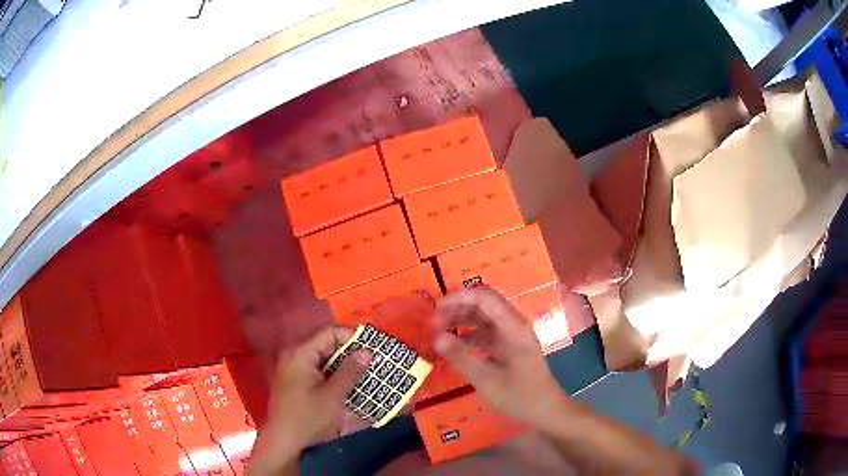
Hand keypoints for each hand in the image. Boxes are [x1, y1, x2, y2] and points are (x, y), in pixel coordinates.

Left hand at [248, 326, 369, 475]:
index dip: (352, 336)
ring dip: (343, 363)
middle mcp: (294, 355)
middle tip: (372, 359)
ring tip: (365, 371)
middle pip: (325, 343)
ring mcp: (293, 368)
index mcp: (300, 354)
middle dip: (349, 350)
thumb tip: (367, 351)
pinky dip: (333, 373)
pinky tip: (348, 383)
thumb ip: (350, 371)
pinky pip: (317, 369)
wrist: (284, 441)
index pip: (329, 332)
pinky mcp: (295, 381)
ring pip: (322, 357)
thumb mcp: (333, 395)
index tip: (373, 346)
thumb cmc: (308, 417)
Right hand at [433, 288, 567, 426]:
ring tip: (438, 331)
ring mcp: (512, 335)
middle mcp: (513, 325)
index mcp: (513, 327)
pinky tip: (454, 345)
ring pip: (483, 317)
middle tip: (433, 323)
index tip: (435, 309)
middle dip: (457, 308)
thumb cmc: (519, 397)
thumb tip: (437, 337)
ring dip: (461, 319)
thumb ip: (461, 357)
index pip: (484, 297)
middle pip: (483, 303)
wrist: (546, 412)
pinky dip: (469, 334)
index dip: (459, 297)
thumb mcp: (487, 381)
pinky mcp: (509, 346)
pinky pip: (486, 332)